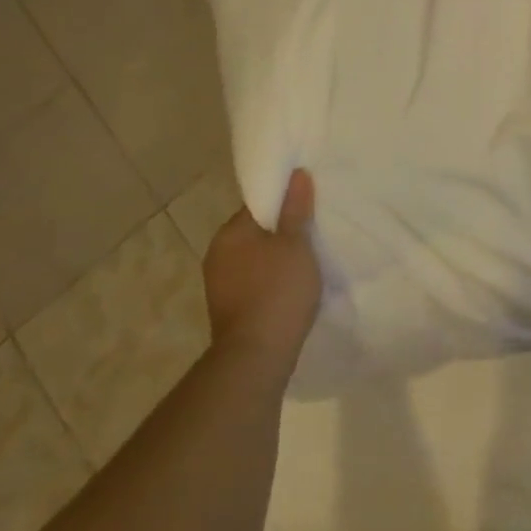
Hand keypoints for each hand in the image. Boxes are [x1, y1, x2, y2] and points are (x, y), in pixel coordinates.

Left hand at [202, 170, 322, 375]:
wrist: (257, 355)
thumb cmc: (278, 290)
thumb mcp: (296, 244)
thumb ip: (296, 209)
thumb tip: (296, 175)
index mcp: (230, 234)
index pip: (258, 205)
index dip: (284, 201)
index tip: (308, 204)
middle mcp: (217, 255)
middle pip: (255, 231)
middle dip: (280, 231)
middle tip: (313, 230)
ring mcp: (220, 285)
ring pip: (254, 258)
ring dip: (275, 257)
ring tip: (307, 258)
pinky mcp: (228, 309)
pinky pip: (253, 281)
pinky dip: (270, 279)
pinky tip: (291, 285)